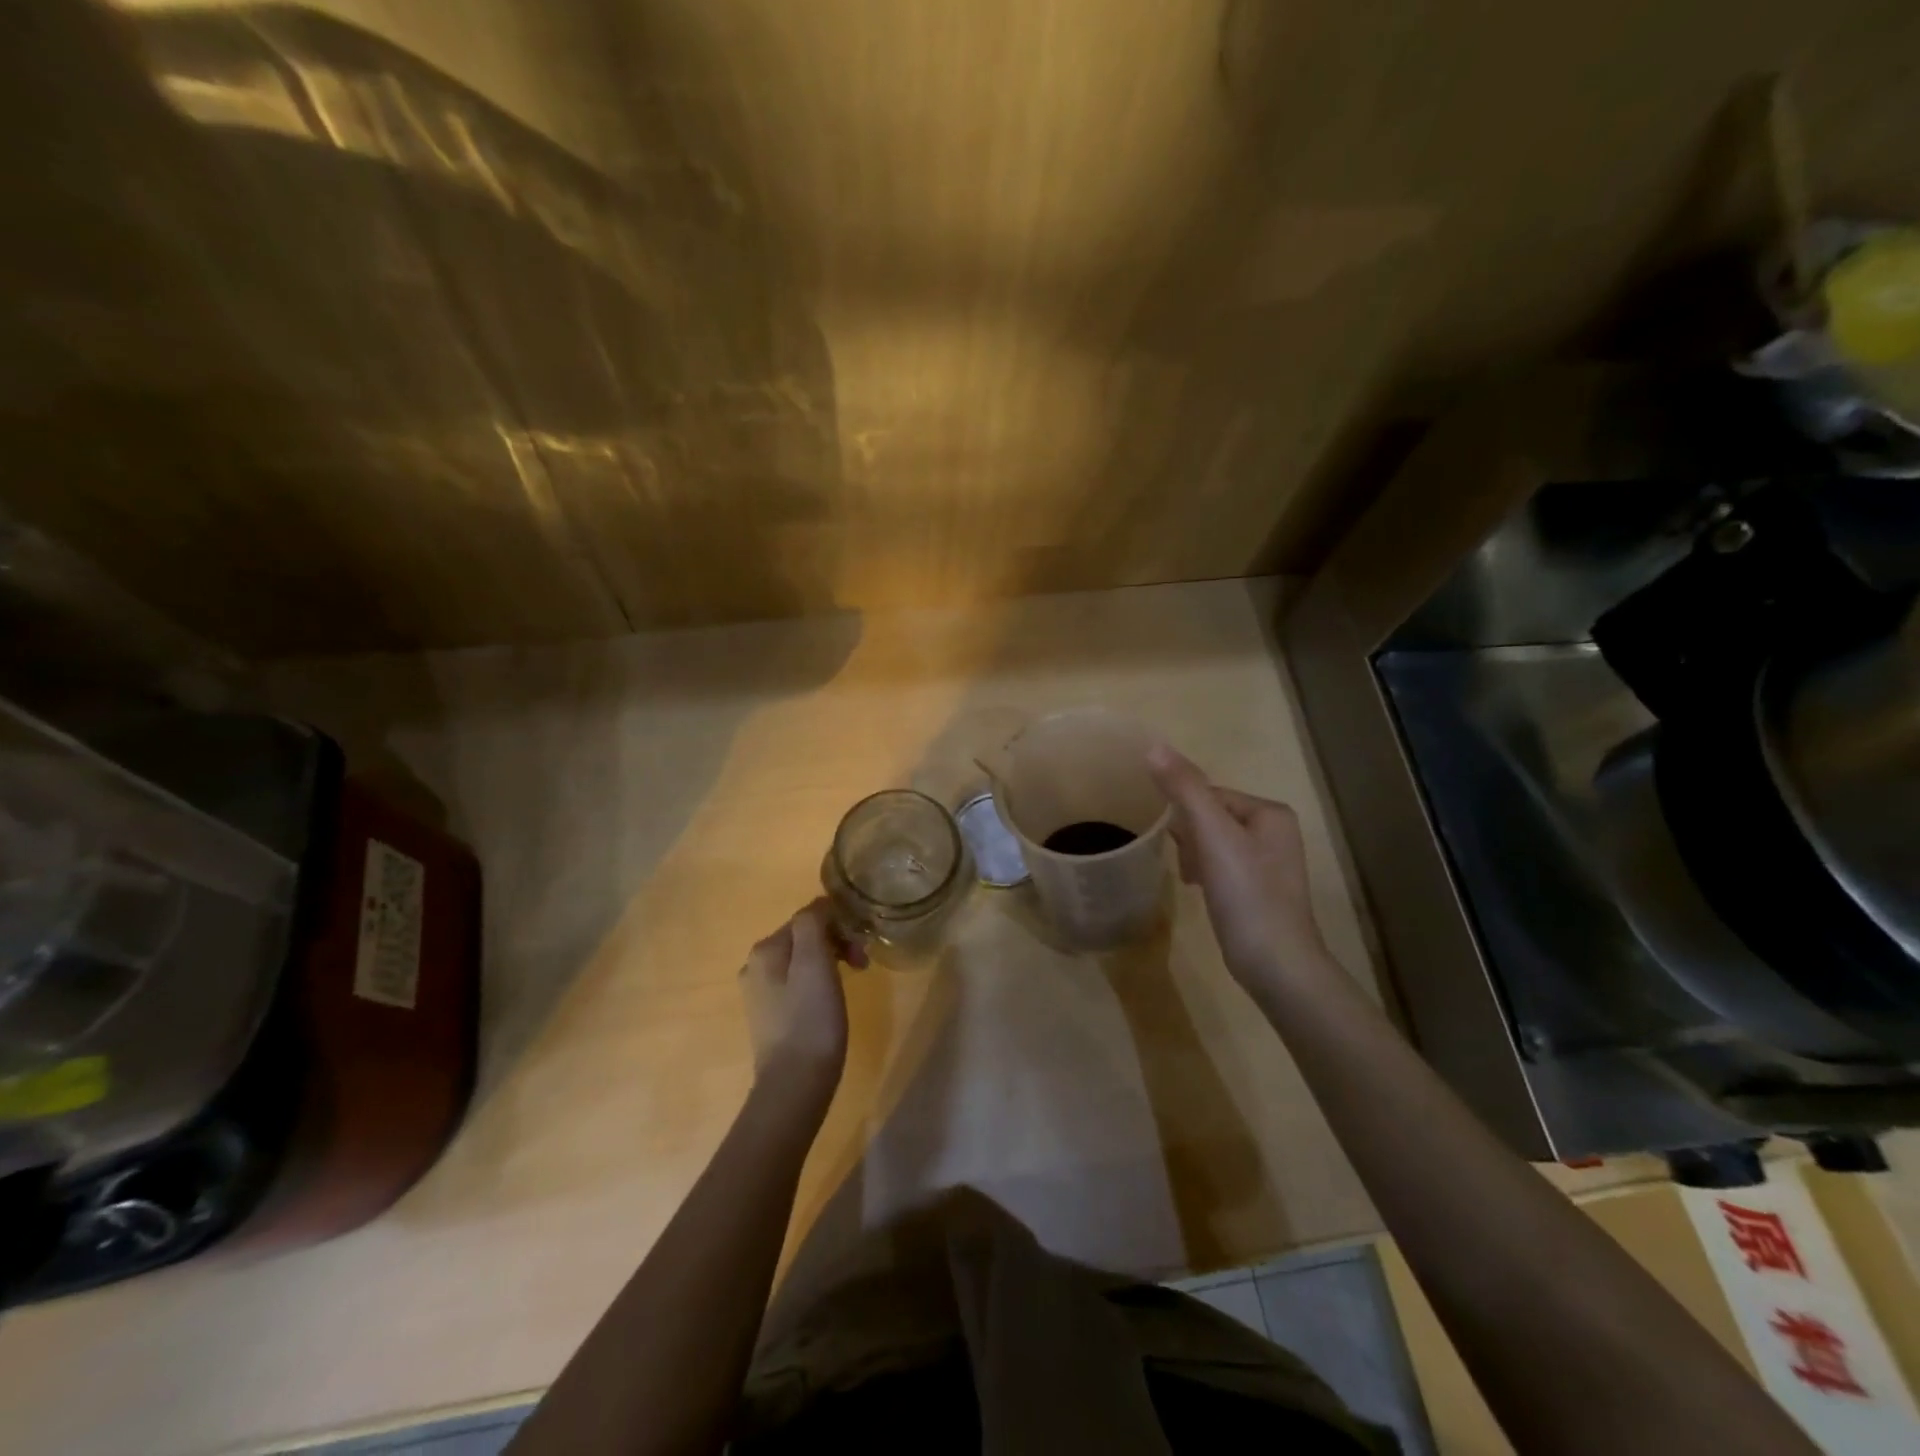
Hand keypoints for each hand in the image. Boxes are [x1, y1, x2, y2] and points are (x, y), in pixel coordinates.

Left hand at [740, 900, 859, 1094]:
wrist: (795, 1084)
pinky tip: (831, 1002)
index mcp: (765, 948)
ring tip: (852, 982)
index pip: (809, 916)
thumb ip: (812, 923)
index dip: (840, 925)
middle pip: (804, 937)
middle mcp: (755, 965)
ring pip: (802, 960)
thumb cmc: (811, 1018)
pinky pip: (798, 984)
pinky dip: (819, 983)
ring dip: (831, 962)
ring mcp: (760, 993)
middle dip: (837, 943)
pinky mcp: (770, 1017)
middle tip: (862, 965)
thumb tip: (819, 905)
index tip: (862, 946)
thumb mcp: (814, 961)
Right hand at [1147, 744, 1330, 991]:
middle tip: (1184, 863)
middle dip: (1190, 838)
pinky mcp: (1259, 890)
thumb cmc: (1247, 894)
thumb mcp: (1213, 836)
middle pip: (1211, 817)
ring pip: (1213, 843)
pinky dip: (1206, 874)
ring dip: (1194, 856)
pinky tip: (1200, 892)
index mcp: (1270, 812)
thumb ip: (1184, 790)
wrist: (1275, 964)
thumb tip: (1153, 746)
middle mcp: (1275, 832)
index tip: (1175, 842)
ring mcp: (1269, 863)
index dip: (1185, 815)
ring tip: (1191, 880)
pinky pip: (1221, 866)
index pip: (1210, 794)